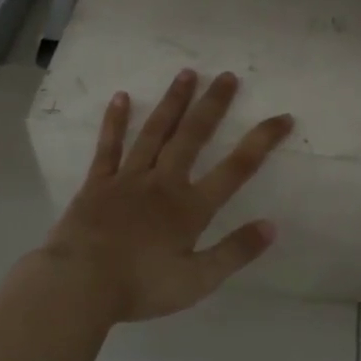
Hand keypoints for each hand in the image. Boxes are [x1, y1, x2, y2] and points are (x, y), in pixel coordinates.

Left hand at [40, 69, 293, 323]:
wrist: (78, 284)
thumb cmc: (141, 286)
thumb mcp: (198, 280)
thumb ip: (234, 252)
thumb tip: (272, 226)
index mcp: (189, 208)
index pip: (236, 169)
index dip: (261, 141)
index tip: (282, 117)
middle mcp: (162, 183)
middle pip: (193, 137)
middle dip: (212, 106)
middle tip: (228, 76)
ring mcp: (127, 179)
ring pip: (155, 133)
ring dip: (172, 103)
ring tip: (186, 74)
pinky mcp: (97, 184)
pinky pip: (109, 147)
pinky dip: (116, 122)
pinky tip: (122, 98)